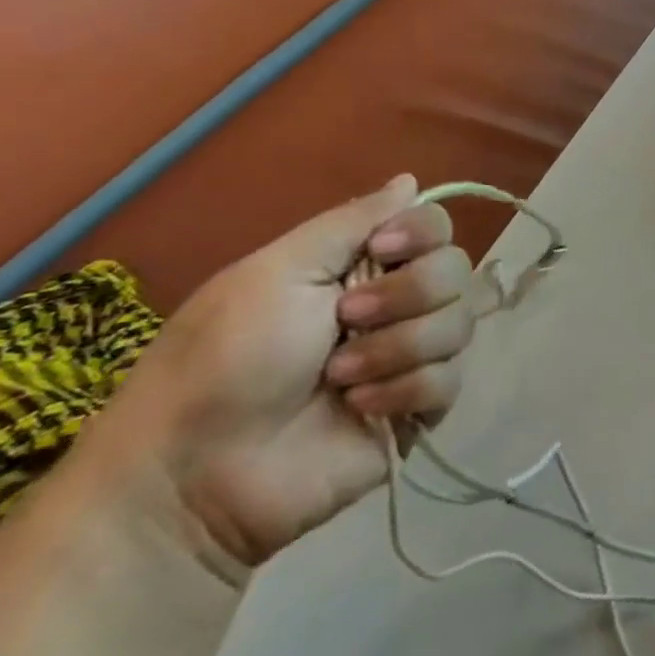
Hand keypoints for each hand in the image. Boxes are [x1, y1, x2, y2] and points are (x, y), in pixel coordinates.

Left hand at [75, 175, 474, 582]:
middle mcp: (397, 304)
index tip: (381, 251)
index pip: (436, 224)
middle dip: (408, 294)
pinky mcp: (418, 410)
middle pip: (456, 269)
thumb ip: (351, 221)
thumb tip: (410, 179)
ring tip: (339, 377)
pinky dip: (404, 390)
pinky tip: (358, 409)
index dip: (422, 232)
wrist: (195, 476)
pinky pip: (449, 380)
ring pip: (459, 323)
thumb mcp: (276, 272)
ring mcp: (410, 357)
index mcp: (364, 266)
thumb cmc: (225, 360)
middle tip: (346, 319)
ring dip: (398, 347)